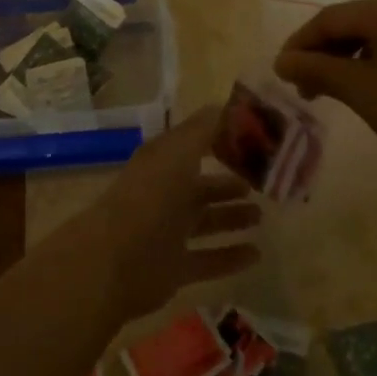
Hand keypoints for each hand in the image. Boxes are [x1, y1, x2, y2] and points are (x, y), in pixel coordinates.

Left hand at [86, 107, 261, 319]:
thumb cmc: (150, 197)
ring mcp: (167, 233)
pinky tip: (256, 254)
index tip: (253, 140)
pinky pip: (208, 260)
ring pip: (206, 221)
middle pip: (200, 186)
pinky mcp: (172, 269)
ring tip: (261, 215)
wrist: (114, 261)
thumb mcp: (179, 152)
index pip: (193, 145)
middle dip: (228, 184)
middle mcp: (164, 194)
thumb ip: (204, 129)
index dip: (219, 140)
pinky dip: (230, 256)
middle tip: (261, 182)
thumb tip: (227, 106)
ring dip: (231, 217)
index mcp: (162, 163)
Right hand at [274, 0, 376, 198]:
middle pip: (360, 22)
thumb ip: (317, 70)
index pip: (332, 18)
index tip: (283, 71)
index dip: (301, 44)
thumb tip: (283, 61)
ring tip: (343, 89)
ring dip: (359, 57)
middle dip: (330, 53)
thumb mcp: (361, 92)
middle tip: (309, 87)